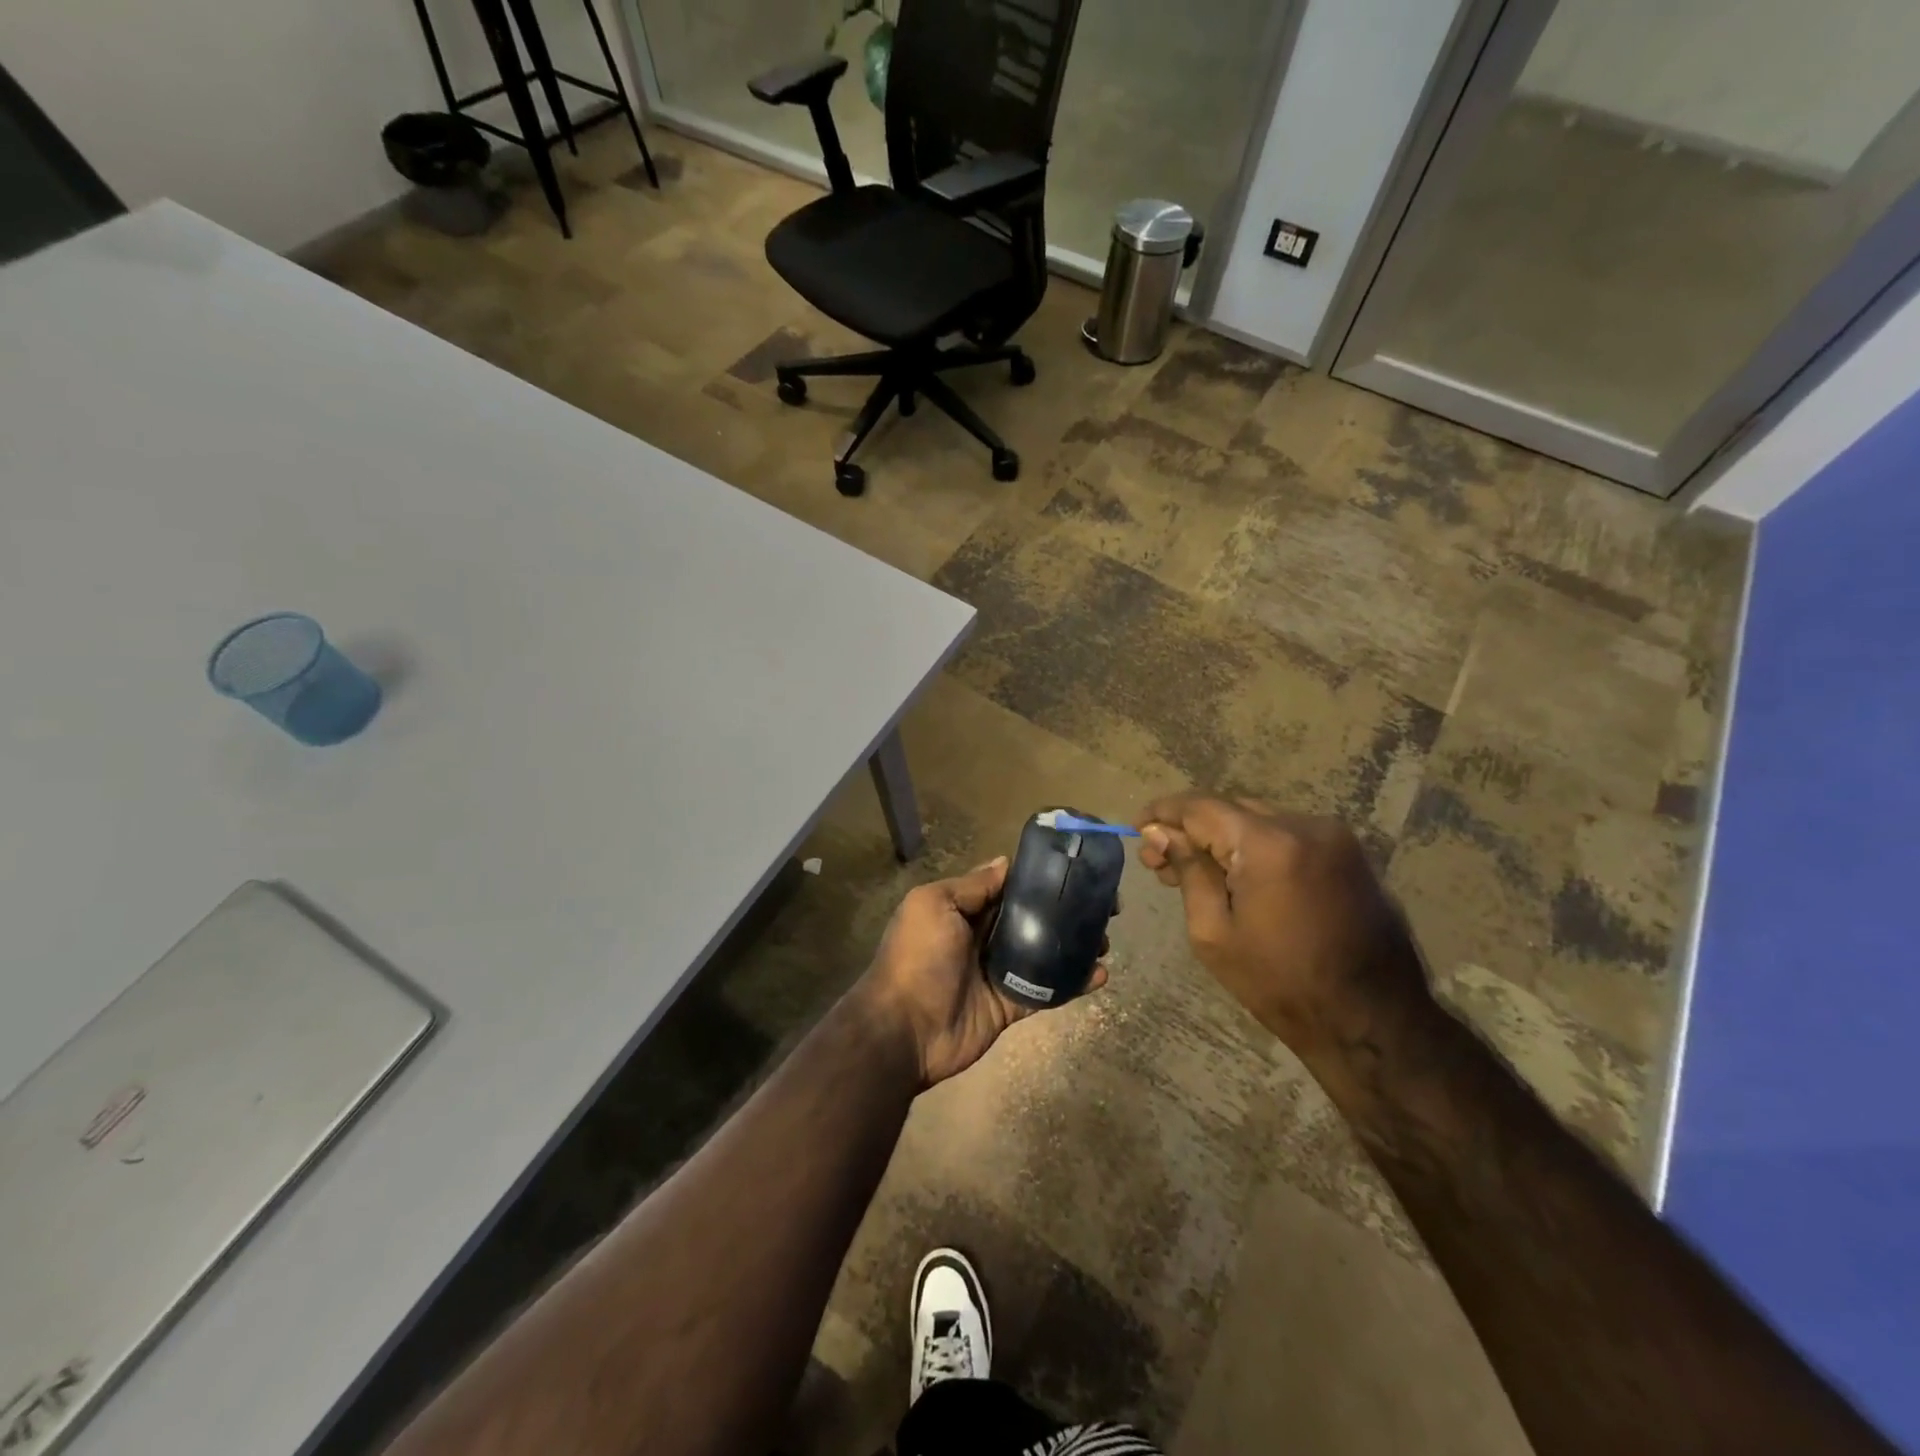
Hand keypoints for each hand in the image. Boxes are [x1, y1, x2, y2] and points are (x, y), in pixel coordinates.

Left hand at [858, 857, 1107, 1088]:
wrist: (903, 1030)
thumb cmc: (918, 958)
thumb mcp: (934, 905)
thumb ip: (972, 886)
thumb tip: (1004, 862)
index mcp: (964, 909)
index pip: (1009, 887)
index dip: (1040, 879)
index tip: (1076, 871)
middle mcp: (983, 936)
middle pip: (1032, 918)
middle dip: (1066, 910)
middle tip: (1105, 907)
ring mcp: (999, 972)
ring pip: (1044, 952)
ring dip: (1075, 944)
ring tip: (1106, 939)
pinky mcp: (1011, 1004)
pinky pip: (1047, 989)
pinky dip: (1073, 982)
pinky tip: (1100, 974)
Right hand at [1137, 793, 1428, 1057]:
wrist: (1373, 1022)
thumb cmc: (1281, 984)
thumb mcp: (1214, 933)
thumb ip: (1187, 871)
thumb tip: (1159, 832)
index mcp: (1269, 844)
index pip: (1201, 807)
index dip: (1163, 813)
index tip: (1136, 827)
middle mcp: (1305, 825)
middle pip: (1229, 809)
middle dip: (1191, 829)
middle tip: (1159, 862)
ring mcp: (1334, 837)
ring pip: (1258, 820)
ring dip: (1223, 838)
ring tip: (1195, 873)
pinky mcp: (1349, 853)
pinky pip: (1287, 835)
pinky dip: (1256, 847)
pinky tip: (1239, 877)